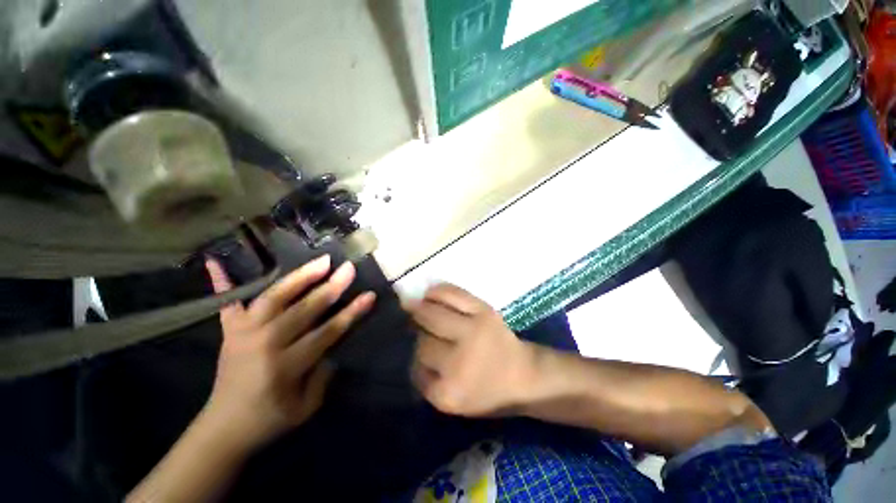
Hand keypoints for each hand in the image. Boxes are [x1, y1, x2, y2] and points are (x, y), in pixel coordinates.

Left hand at [202, 255, 375, 446]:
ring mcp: (243, 334)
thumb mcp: (306, 408)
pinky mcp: (229, 331)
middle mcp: (264, 344)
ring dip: (299, 277)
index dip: (351, 313)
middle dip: (331, 288)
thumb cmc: (269, 420)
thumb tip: (333, 346)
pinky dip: (223, 283)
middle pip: (304, 310)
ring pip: (274, 297)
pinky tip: (216, 261)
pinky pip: (226, 303)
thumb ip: (323, 376)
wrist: (222, 429)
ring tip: (320, 261)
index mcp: (285, 367)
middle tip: (348, 268)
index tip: (369, 295)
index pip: (327, 332)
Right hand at [408, 284, 534, 416]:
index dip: (414, 356)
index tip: (417, 351)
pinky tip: (430, 295)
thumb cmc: (485, 391)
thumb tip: (408, 343)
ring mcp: (474, 331)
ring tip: (417, 306)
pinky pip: (451, 294)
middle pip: (421, 339)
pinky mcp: (484, 310)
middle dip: (415, 331)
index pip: (415, 367)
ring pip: (431, 313)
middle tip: (412, 323)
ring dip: (420, 308)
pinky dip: (436, 292)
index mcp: (450, 392)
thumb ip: (424, 378)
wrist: (524, 375)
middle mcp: (460, 361)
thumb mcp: (450, 400)